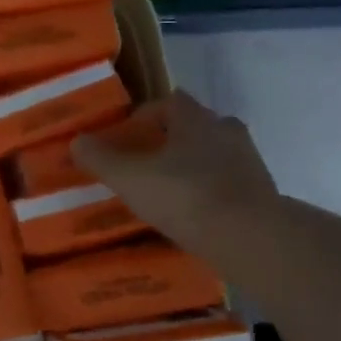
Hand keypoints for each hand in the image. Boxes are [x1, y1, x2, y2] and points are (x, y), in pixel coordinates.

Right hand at [71, 91, 279, 255]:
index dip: (146, 115)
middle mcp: (226, 130)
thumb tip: (76, 141)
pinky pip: (230, 182)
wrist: (251, 238)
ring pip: (215, 153)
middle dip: (172, 140)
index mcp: (195, 118)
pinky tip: (196, 214)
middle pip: (195, 125)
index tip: (128, 137)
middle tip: (147, 163)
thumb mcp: (130, 178)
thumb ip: (101, 159)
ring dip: (195, 165)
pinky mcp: (263, 192)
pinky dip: (213, 191)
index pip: (169, 102)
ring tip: (170, 191)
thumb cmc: (185, 197)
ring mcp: (249, 161)